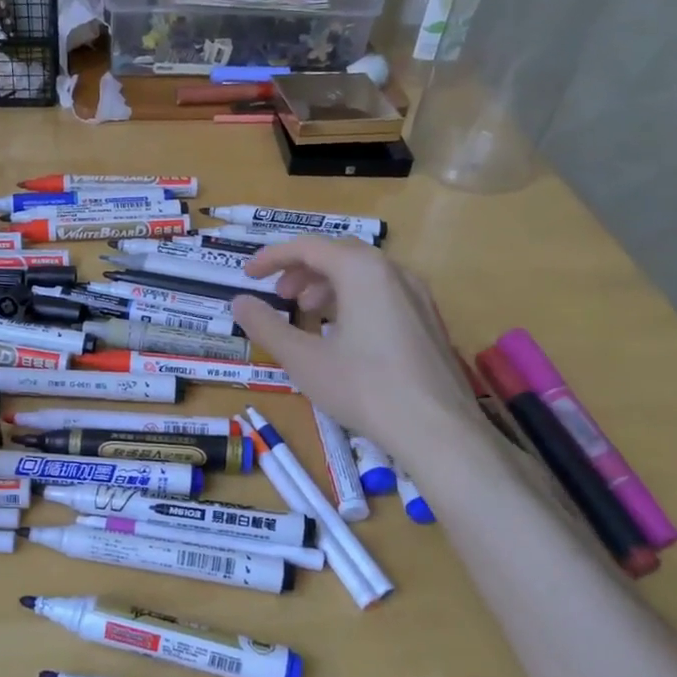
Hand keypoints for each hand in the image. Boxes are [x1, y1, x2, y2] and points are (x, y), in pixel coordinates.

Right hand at [229, 237, 477, 457]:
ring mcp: (418, 296)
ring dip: (329, 286)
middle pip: (340, 254)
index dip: (273, 257)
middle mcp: (394, 272)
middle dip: (303, 270)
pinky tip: (345, 336)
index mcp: (362, 271)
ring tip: (309, 314)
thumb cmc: (363, 388)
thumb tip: (239, 302)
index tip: (249, 275)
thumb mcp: (303, 359)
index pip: (309, 247)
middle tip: (280, 296)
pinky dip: (355, 301)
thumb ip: (267, 326)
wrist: (437, 429)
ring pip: (365, 275)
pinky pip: (385, 294)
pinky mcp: (430, 321)